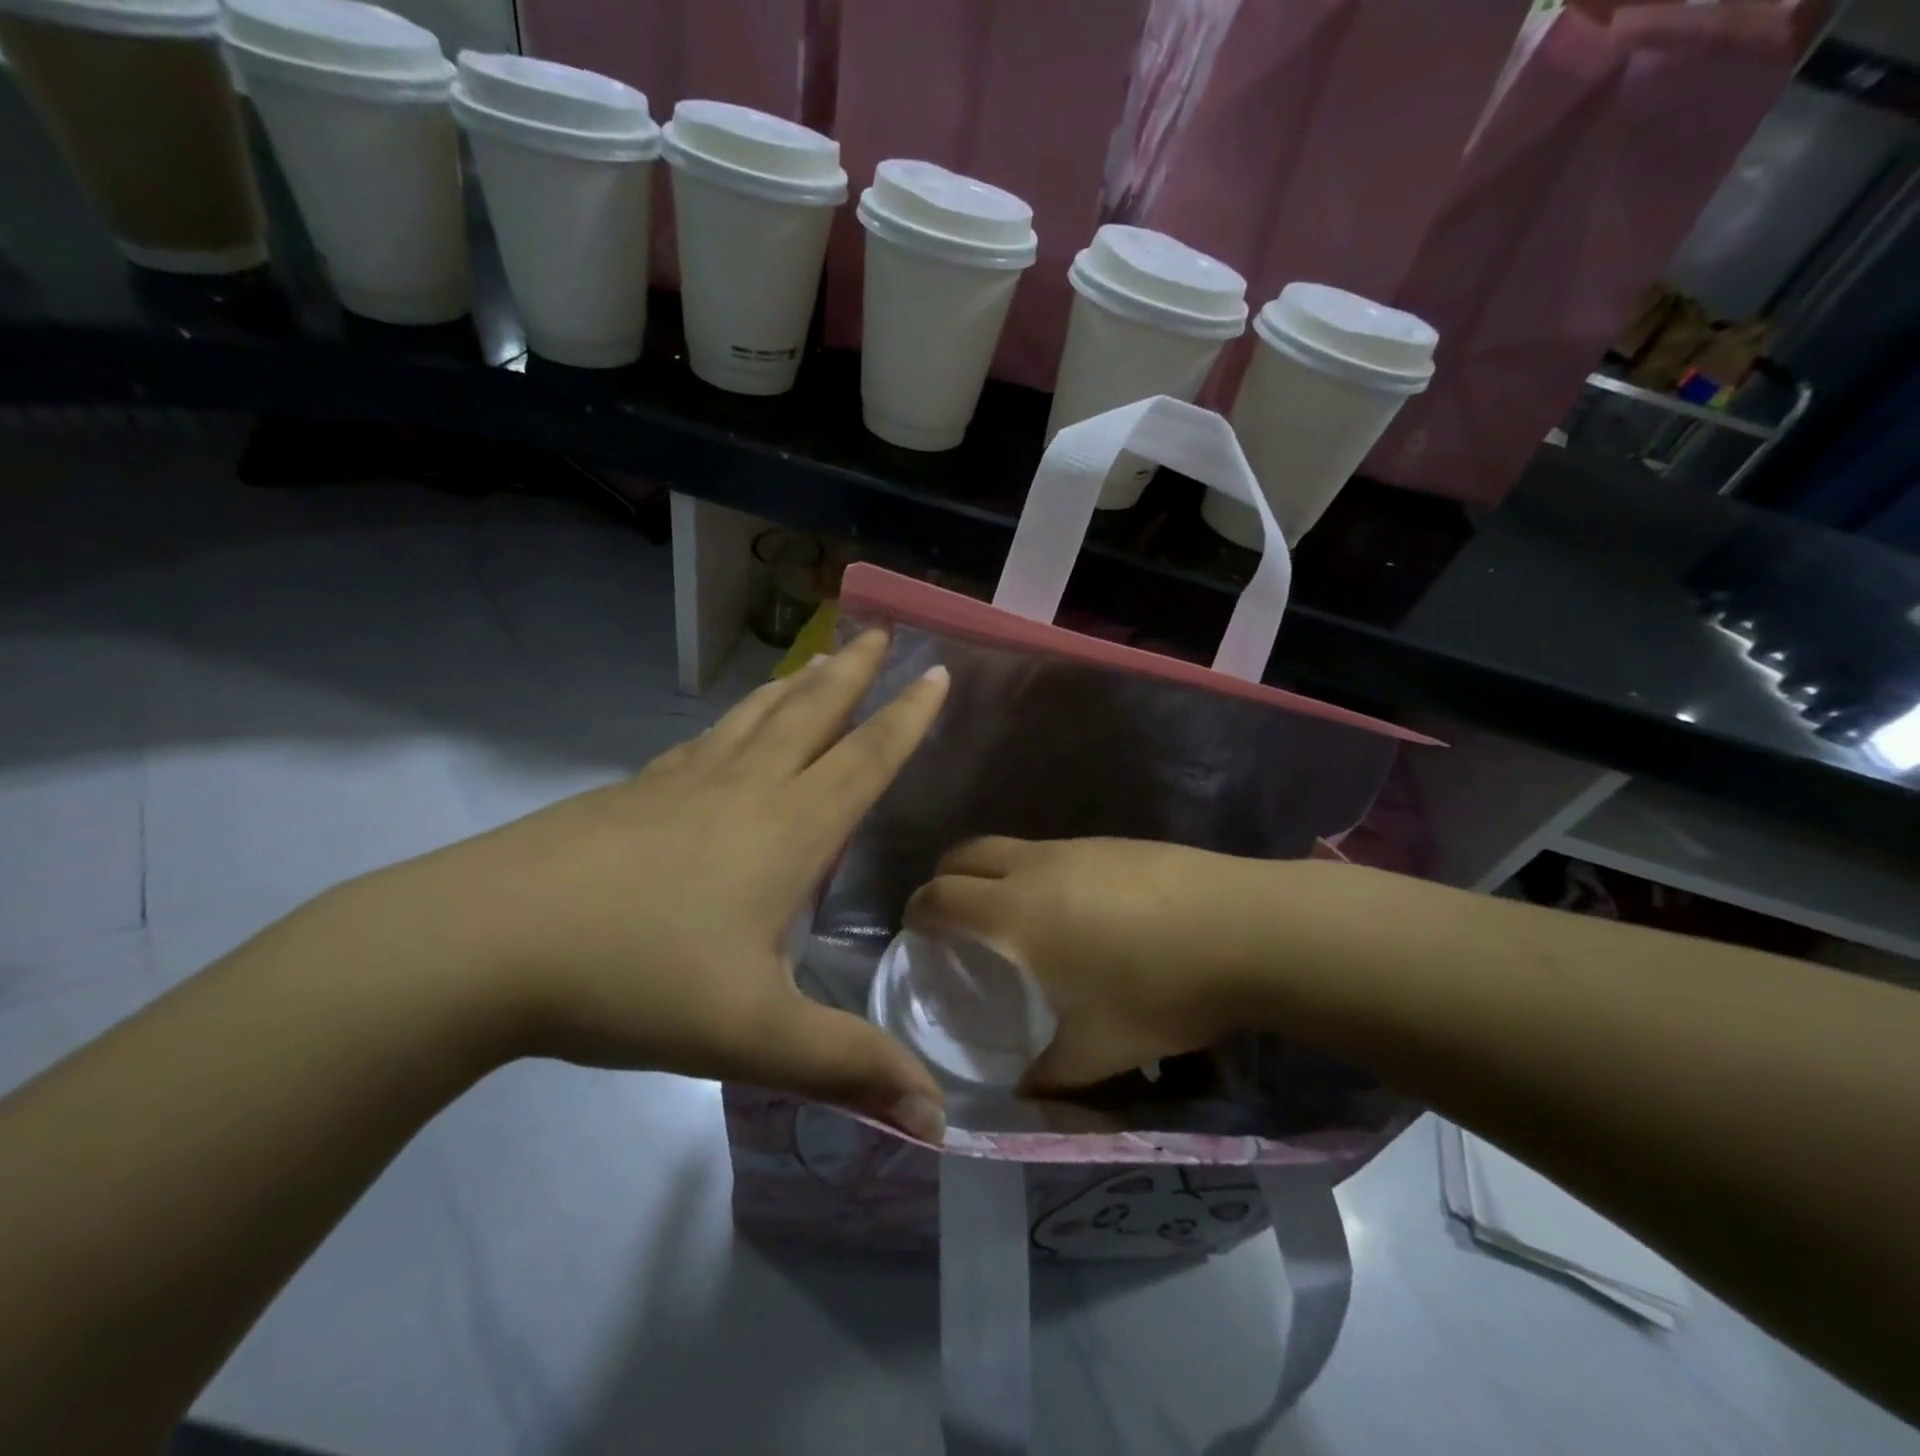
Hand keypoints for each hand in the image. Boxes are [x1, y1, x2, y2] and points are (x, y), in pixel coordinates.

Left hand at [386, 629, 950, 1141]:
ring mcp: (679, 785)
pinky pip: (701, 744)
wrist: (480, 947)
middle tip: (879, 630)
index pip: (866, 759)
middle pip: (811, 715)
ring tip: (818, 660)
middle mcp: (741, 791)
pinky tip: (724, 730)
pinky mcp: (629, 796)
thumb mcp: (753, 1037)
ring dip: (796, 686)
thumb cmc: (635, 980)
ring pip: (754, 720)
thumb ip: (847, 1068)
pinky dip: (732, 723)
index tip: (936, 671)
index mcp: (786, 831)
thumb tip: (937, 1119)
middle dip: (854, 673)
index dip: (908, 717)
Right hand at [904, 837, 1283, 1092]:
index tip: (916, 933)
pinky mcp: (1115, 842)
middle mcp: (1036, 867)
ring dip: (994, 874)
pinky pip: (1054, 852)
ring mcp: (1078, 846)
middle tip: (953, 920)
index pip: (940, 897)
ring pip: (1011, 848)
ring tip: (1017, 921)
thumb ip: (1052, 1076)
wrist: (1248, 928)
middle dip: (944, 880)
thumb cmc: (1162, 990)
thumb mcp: (1102, 1049)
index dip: (918, 912)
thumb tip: (1025, 1093)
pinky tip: (1078, 913)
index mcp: (1016, 914)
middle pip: (965, 853)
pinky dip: (1037, 873)